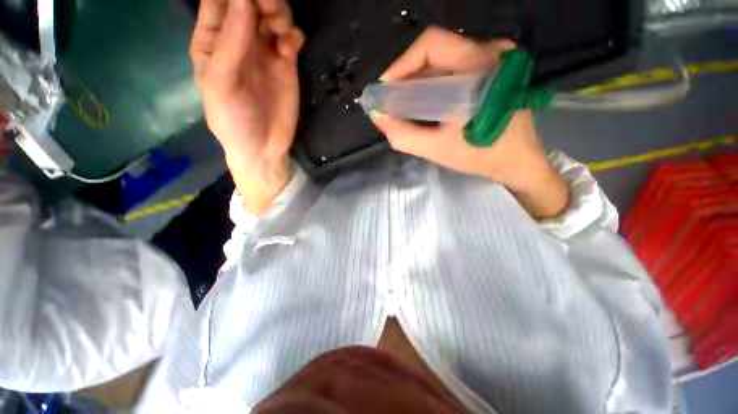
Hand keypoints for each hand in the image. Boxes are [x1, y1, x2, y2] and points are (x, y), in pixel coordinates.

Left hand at [190, 0, 303, 214]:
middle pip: (248, 2)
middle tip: (270, 11)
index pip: (218, 1)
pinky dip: (293, 34)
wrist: (264, 149)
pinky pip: (290, 37)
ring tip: (282, 31)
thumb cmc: (234, 121)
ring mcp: (264, 51)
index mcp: (212, 41)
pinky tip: (292, 46)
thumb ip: (232, 41)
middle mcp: (238, 40)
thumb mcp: (221, 83)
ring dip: (279, 13)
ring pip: (272, 14)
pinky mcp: (286, 64)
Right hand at [371, 27, 566, 218]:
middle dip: (407, 75)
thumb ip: (403, 135)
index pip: (431, 45)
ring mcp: (496, 58)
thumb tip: (378, 116)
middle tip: (391, 100)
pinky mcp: (495, 68)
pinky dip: (435, 83)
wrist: (519, 161)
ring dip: (420, 80)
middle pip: (436, 50)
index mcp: (479, 67)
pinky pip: (456, 67)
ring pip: (444, 59)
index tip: (385, 89)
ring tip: (404, 103)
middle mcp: (490, 51)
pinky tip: (425, 102)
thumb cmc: (480, 156)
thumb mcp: (436, 149)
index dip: (401, 64)